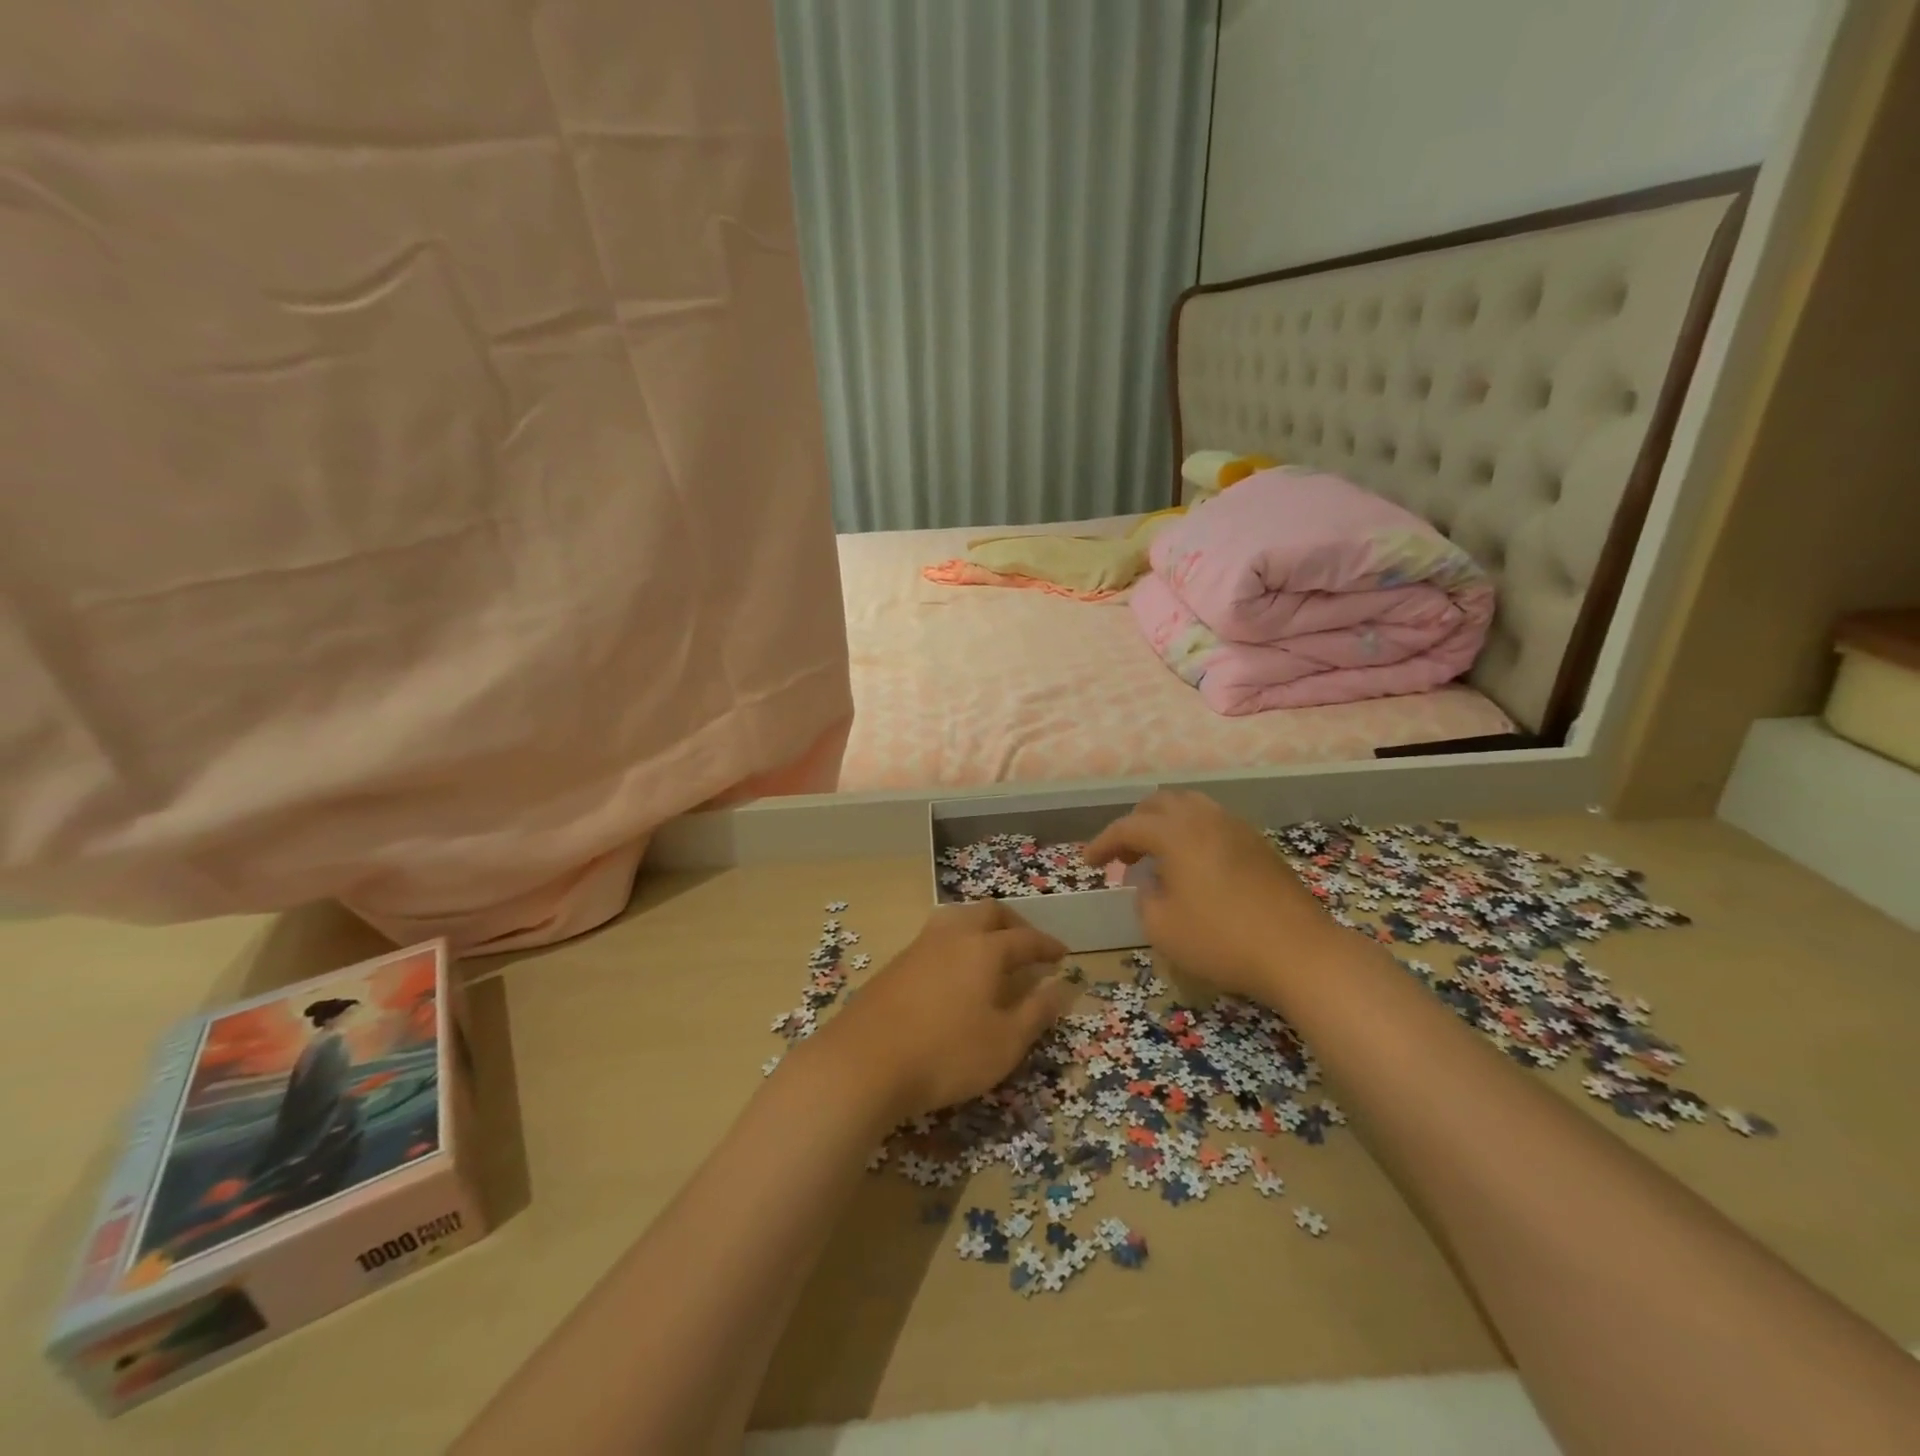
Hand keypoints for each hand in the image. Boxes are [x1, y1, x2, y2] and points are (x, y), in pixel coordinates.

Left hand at [811, 901, 1076, 1121]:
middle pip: (989, 913)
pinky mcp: (896, 963)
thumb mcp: (1005, 1042)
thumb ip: (1037, 1012)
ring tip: (991, 953)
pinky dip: (957, 944)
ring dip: (981, 928)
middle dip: (1015, 924)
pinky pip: (937, 938)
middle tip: (1028, 946)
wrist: (863, 1062)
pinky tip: (954, 973)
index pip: (1026, 938)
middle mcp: (953, 936)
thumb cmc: (946, 1054)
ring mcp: (919, 946)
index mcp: (984, 949)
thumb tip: (1064, 986)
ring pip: (957, 918)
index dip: (1048, 945)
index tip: (1063, 954)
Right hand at [1084, 788, 1337, 998]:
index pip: (1127, 827)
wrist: (1299, 952)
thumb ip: (1144, 898)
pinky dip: (1191, 833)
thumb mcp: (1162, 927)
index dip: (1103, 843)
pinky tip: (1193, 864)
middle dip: (1134, 825)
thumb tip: (1148, 883)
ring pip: (1190, 806)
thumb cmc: (1221, 940)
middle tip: (1123, 857)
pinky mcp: (1258, 844)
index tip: (1088, 862)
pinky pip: (1213, 822)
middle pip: (1159, 803)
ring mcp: (1236, 828)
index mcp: (1176, 833)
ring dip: (1165, 824)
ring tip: (1157, 855)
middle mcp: (1205, 818)